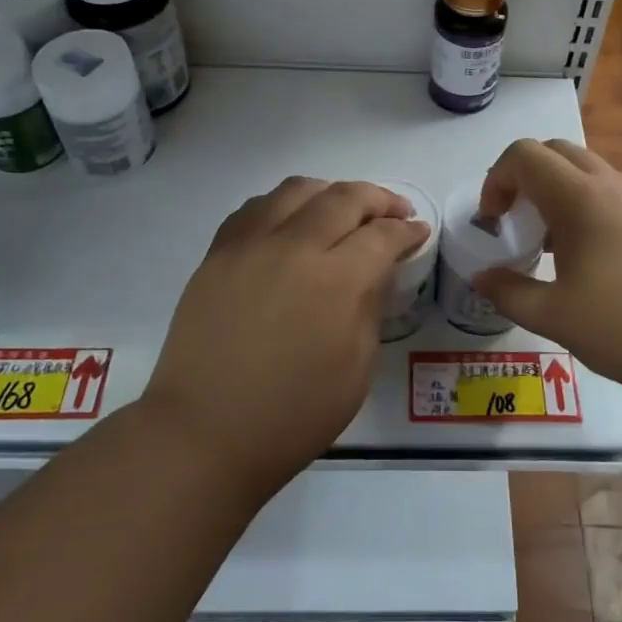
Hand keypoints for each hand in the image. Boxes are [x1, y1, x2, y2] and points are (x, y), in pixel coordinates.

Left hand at [143, 177, 429, 495]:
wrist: (204, 433)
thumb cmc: (292, 416)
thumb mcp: (356, 369)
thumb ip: (371, 307)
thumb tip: (378, 269)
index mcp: (336, 281)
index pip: (382, 235)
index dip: (407, 230)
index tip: (418, 231)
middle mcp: (294, 247)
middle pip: (344, 197)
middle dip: (378, 199)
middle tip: (394, 212)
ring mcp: (250, 245)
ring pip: (297, 189)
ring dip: (330, 192)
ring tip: (342, 210)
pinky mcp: (218, 253)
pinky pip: (256, 207)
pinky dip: (285, 205)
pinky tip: (292, 223)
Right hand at [471, 139, 621, 400]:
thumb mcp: (555, 317)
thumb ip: (509, 292)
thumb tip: (482, 278)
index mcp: (580, 197)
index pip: (524, 155)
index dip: (497, 179)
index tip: (493, 221)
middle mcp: (611, 184)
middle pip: (555, 151)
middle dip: (524, 178)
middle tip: (516, 222)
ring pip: (586, 171)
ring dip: (556, 192)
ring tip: (550, 245)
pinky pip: (611, 193)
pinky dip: (585, 207)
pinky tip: (590, 260)